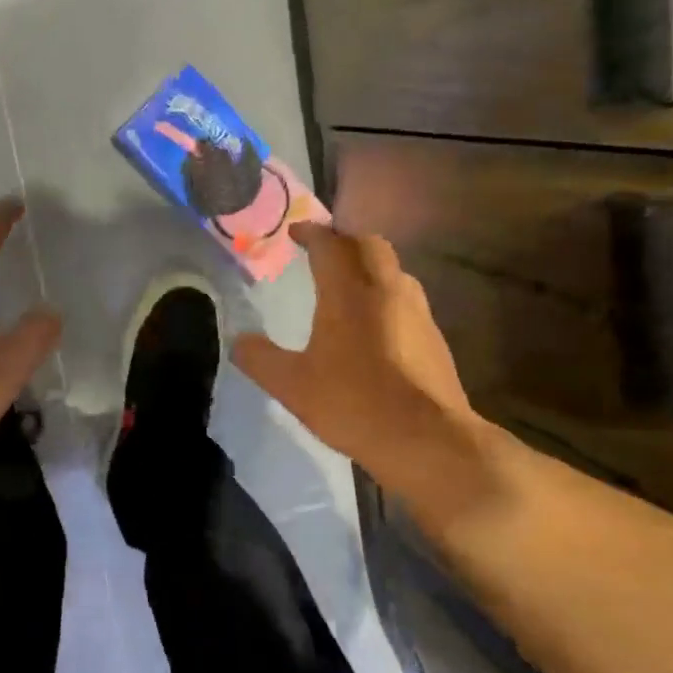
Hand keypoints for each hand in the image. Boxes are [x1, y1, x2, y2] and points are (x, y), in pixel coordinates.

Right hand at [232, 222, 491, 512]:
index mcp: (349, 292)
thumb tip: (238, 341)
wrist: (429, 441)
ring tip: (346, 284)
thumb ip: (260, 359)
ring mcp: (417, 312)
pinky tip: (373, 324)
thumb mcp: (292, 386)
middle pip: (369, 244)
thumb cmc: (355, 404)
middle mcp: (386, 290)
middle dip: (344, 240)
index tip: (295, 232)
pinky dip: (385, 294)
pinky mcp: (434, 337)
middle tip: (322, 251)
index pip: (330, 244)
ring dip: (368, 265)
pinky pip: (406, 298)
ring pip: (393, 270)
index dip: (311, 232)